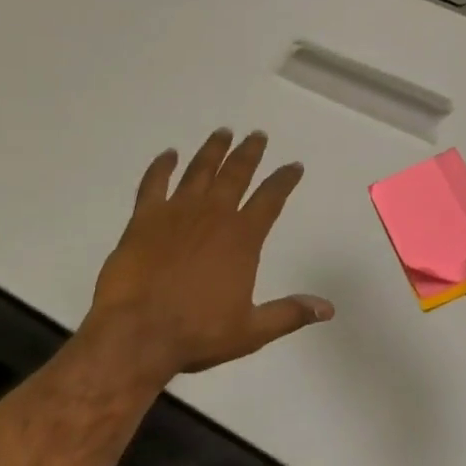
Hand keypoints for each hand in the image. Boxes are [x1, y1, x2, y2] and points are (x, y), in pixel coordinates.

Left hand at [85, 129, 332, 384]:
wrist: (137, 333)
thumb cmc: (197, 333)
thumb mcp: (251, 331)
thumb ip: (289, 313)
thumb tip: (328, 308)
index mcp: (242, 237)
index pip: (271, 198)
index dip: (284, 180)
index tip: (294, 166)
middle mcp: (213, 214)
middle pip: (236, 173)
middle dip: (249, 153)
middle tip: (258, 135)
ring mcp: (177, 211)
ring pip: (199, 169)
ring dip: (213, 150)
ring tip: (223, 133)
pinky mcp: (144, 217)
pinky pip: (154, 182)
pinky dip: (161, 165)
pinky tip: (169, 154)